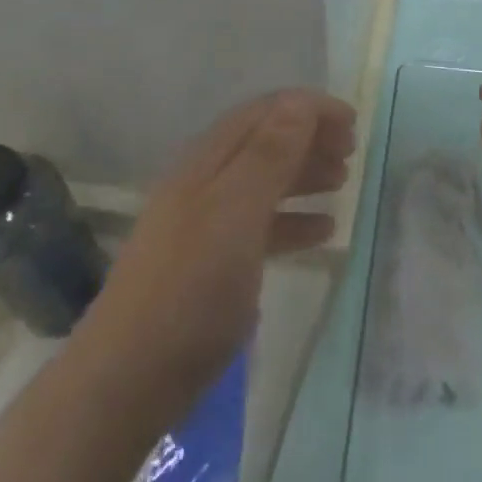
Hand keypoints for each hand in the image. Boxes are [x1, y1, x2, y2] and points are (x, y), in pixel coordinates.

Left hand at [69, 90, 356, 426]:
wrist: (129, 379)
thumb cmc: (191, 286)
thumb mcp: (236, 212)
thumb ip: (269, 155)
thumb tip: (299, 102)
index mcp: (208, 159)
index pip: (265, 112)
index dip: (309, 109)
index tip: (353, 122)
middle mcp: (206, 181)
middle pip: (265, 142)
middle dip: (310, 138)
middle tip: (352, 152)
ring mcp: (206, 223)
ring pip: (264, 182)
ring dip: (304, 174)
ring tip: (343, 181)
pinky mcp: (210, 264)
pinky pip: (260, 225)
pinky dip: (293, 220)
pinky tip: (322, 233)